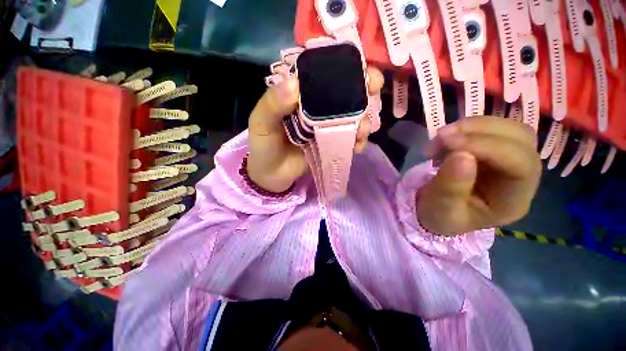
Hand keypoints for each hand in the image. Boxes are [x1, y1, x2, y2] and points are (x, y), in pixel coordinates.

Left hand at [247, 66, 384, 192]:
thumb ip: (272, 104)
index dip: (344, 68)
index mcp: (301, 95)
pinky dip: (358, 141)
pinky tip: (357, 146)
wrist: (272, 174)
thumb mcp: (261, 122)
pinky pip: (349, 140)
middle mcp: (318, 108)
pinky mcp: (332, 144)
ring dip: (363, 120)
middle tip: (374, 91)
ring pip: (352, 117)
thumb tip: (294, 84)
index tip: (363, 67)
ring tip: (362, 129)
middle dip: (364, 90)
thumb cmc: (264, 146)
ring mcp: (327, 127)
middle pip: (345, 94)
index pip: (324, 74)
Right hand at [417, 117, 541, 235]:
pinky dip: (465, 128)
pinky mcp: (494, 150)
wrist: (437, 211)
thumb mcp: (440, 209)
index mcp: (513, 200)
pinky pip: (488, 128)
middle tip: (441, 137)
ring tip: (439, 138)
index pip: (520, 164)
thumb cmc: (440, 216)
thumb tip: (461, 155)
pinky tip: (445, 139)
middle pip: (520, 138)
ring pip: (507, 128)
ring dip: (471, 126)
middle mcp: (521, 177)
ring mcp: (509, 160)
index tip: (447, 143)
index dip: (486, 146)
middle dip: (479, 131)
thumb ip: (450, 188)